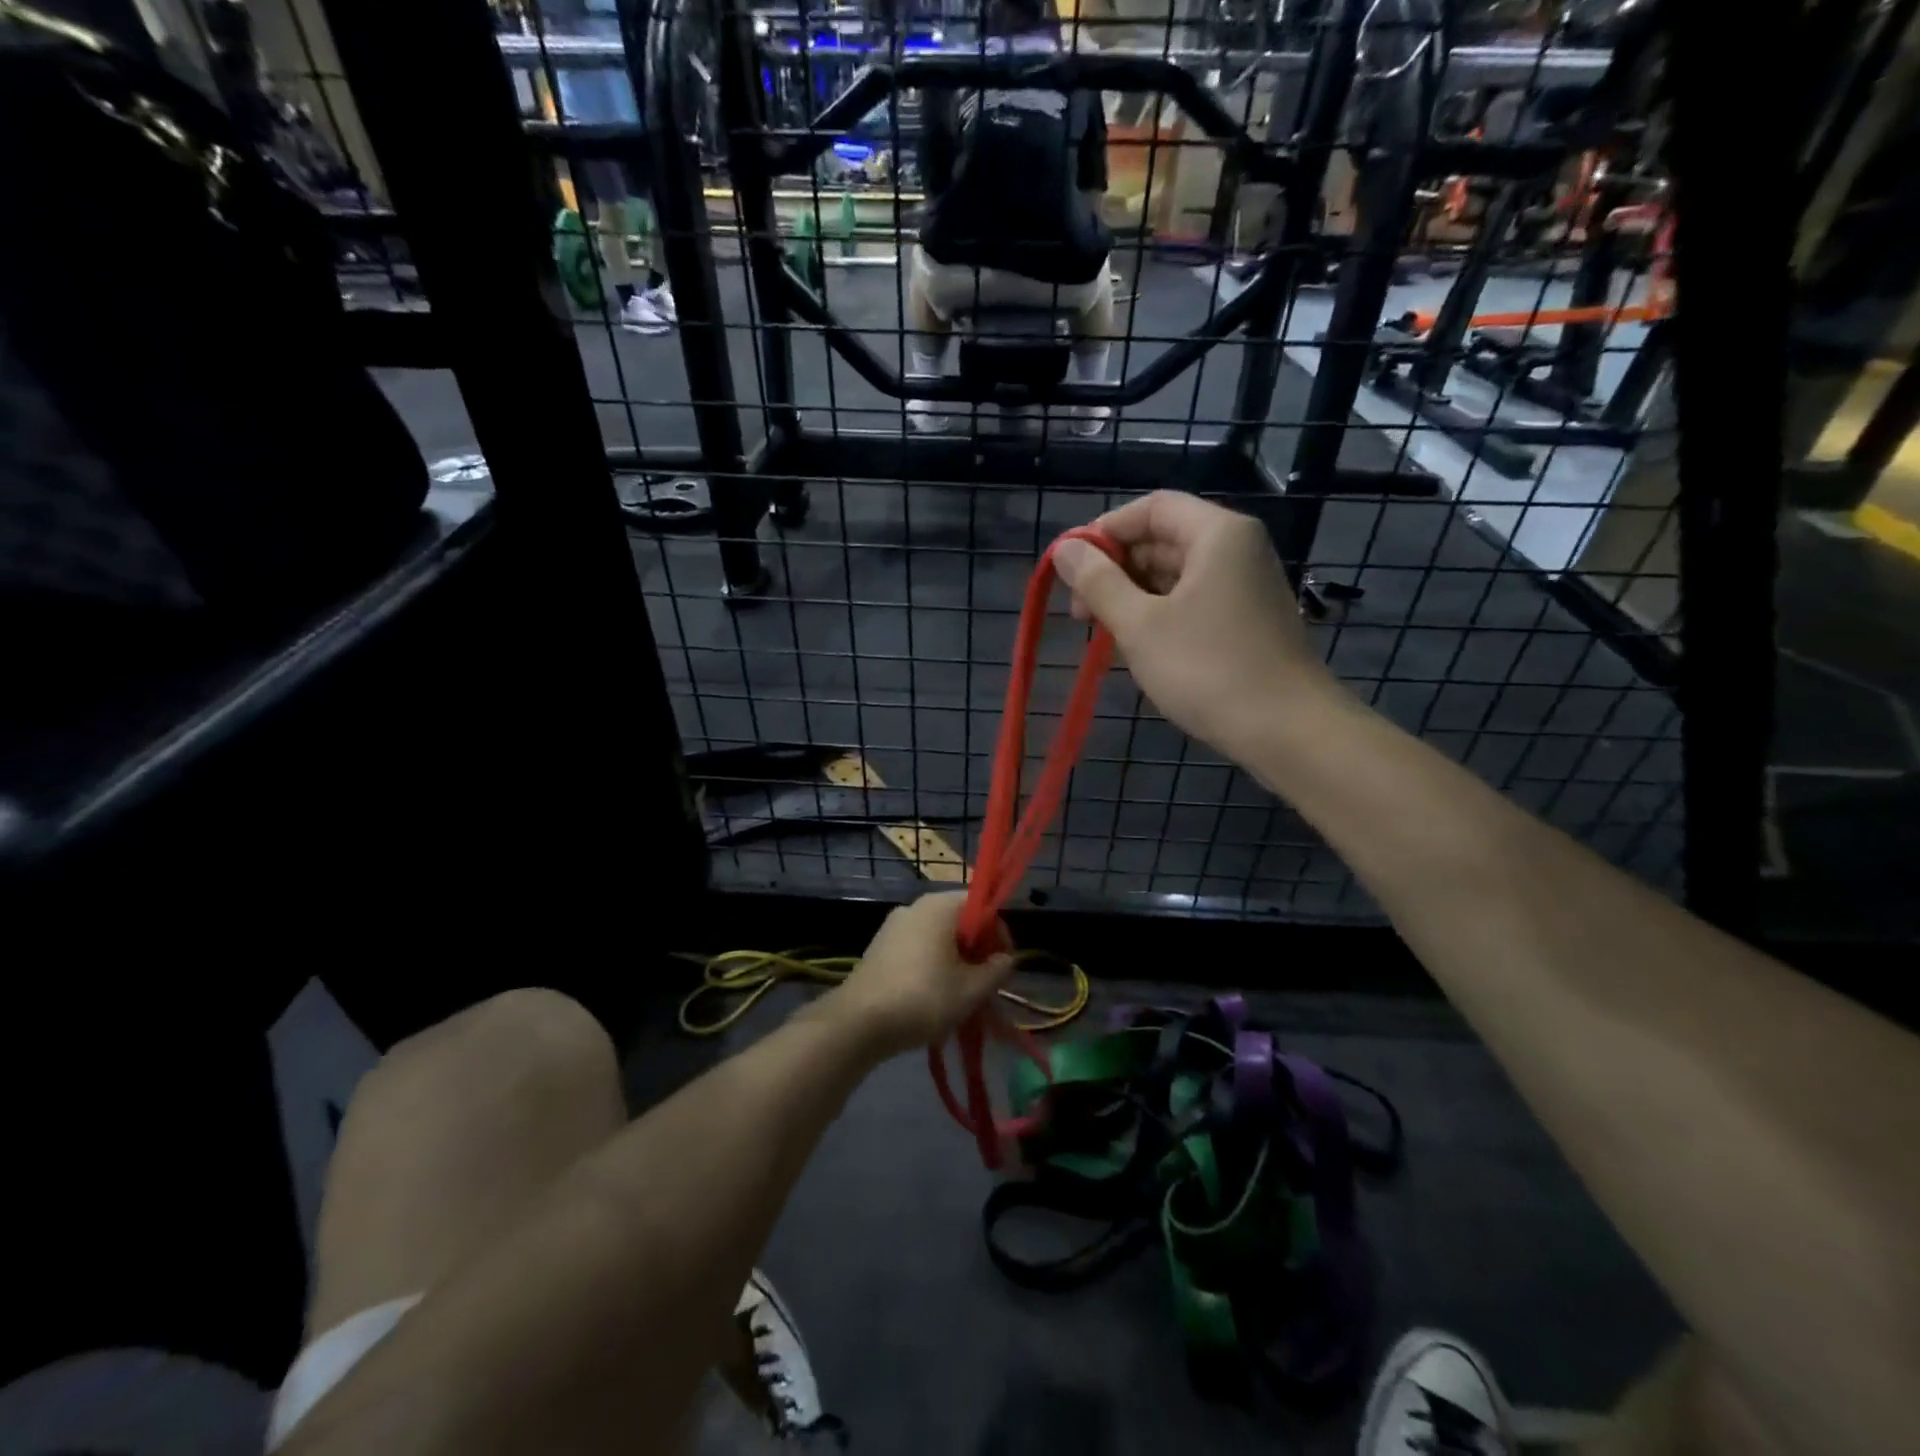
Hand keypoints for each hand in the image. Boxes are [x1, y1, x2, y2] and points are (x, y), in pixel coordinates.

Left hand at [824, 893, 1013, 1060]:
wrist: (857, 1023)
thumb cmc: (923, 998)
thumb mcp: (971, 990)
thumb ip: (996, 970)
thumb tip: (1005, 959)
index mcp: (939, 906)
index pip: (980, 904)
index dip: (998, 933)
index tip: (1003, 965)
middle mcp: (915, 907)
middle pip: (958, 920)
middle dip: (977, 950)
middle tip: (986, 983)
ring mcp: (893, 926)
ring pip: (937, 937)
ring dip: (955, 960)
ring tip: (962, 995)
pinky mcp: (879, 947)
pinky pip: (917, 948)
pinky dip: (932, 965)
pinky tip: (934, 997)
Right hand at [1052, 492, 1343, 760]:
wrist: (1286, 730)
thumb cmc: (1207, 669)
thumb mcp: (1140, 625)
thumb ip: (1098, 582)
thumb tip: (1065, 549)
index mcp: (1217, 534)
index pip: (1151, 508)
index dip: (1105, 531)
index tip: (1072, 569)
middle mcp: (1237, 549)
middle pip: (1164, 539)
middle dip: (1116, 570)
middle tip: (1081, 613)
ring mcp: (1246, 585)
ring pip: (1176, 574)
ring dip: (1134, 596)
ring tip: (1105, 635)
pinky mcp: (1247, 620)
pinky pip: (1194, 600)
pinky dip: (1160, 615)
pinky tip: (1138, 646)